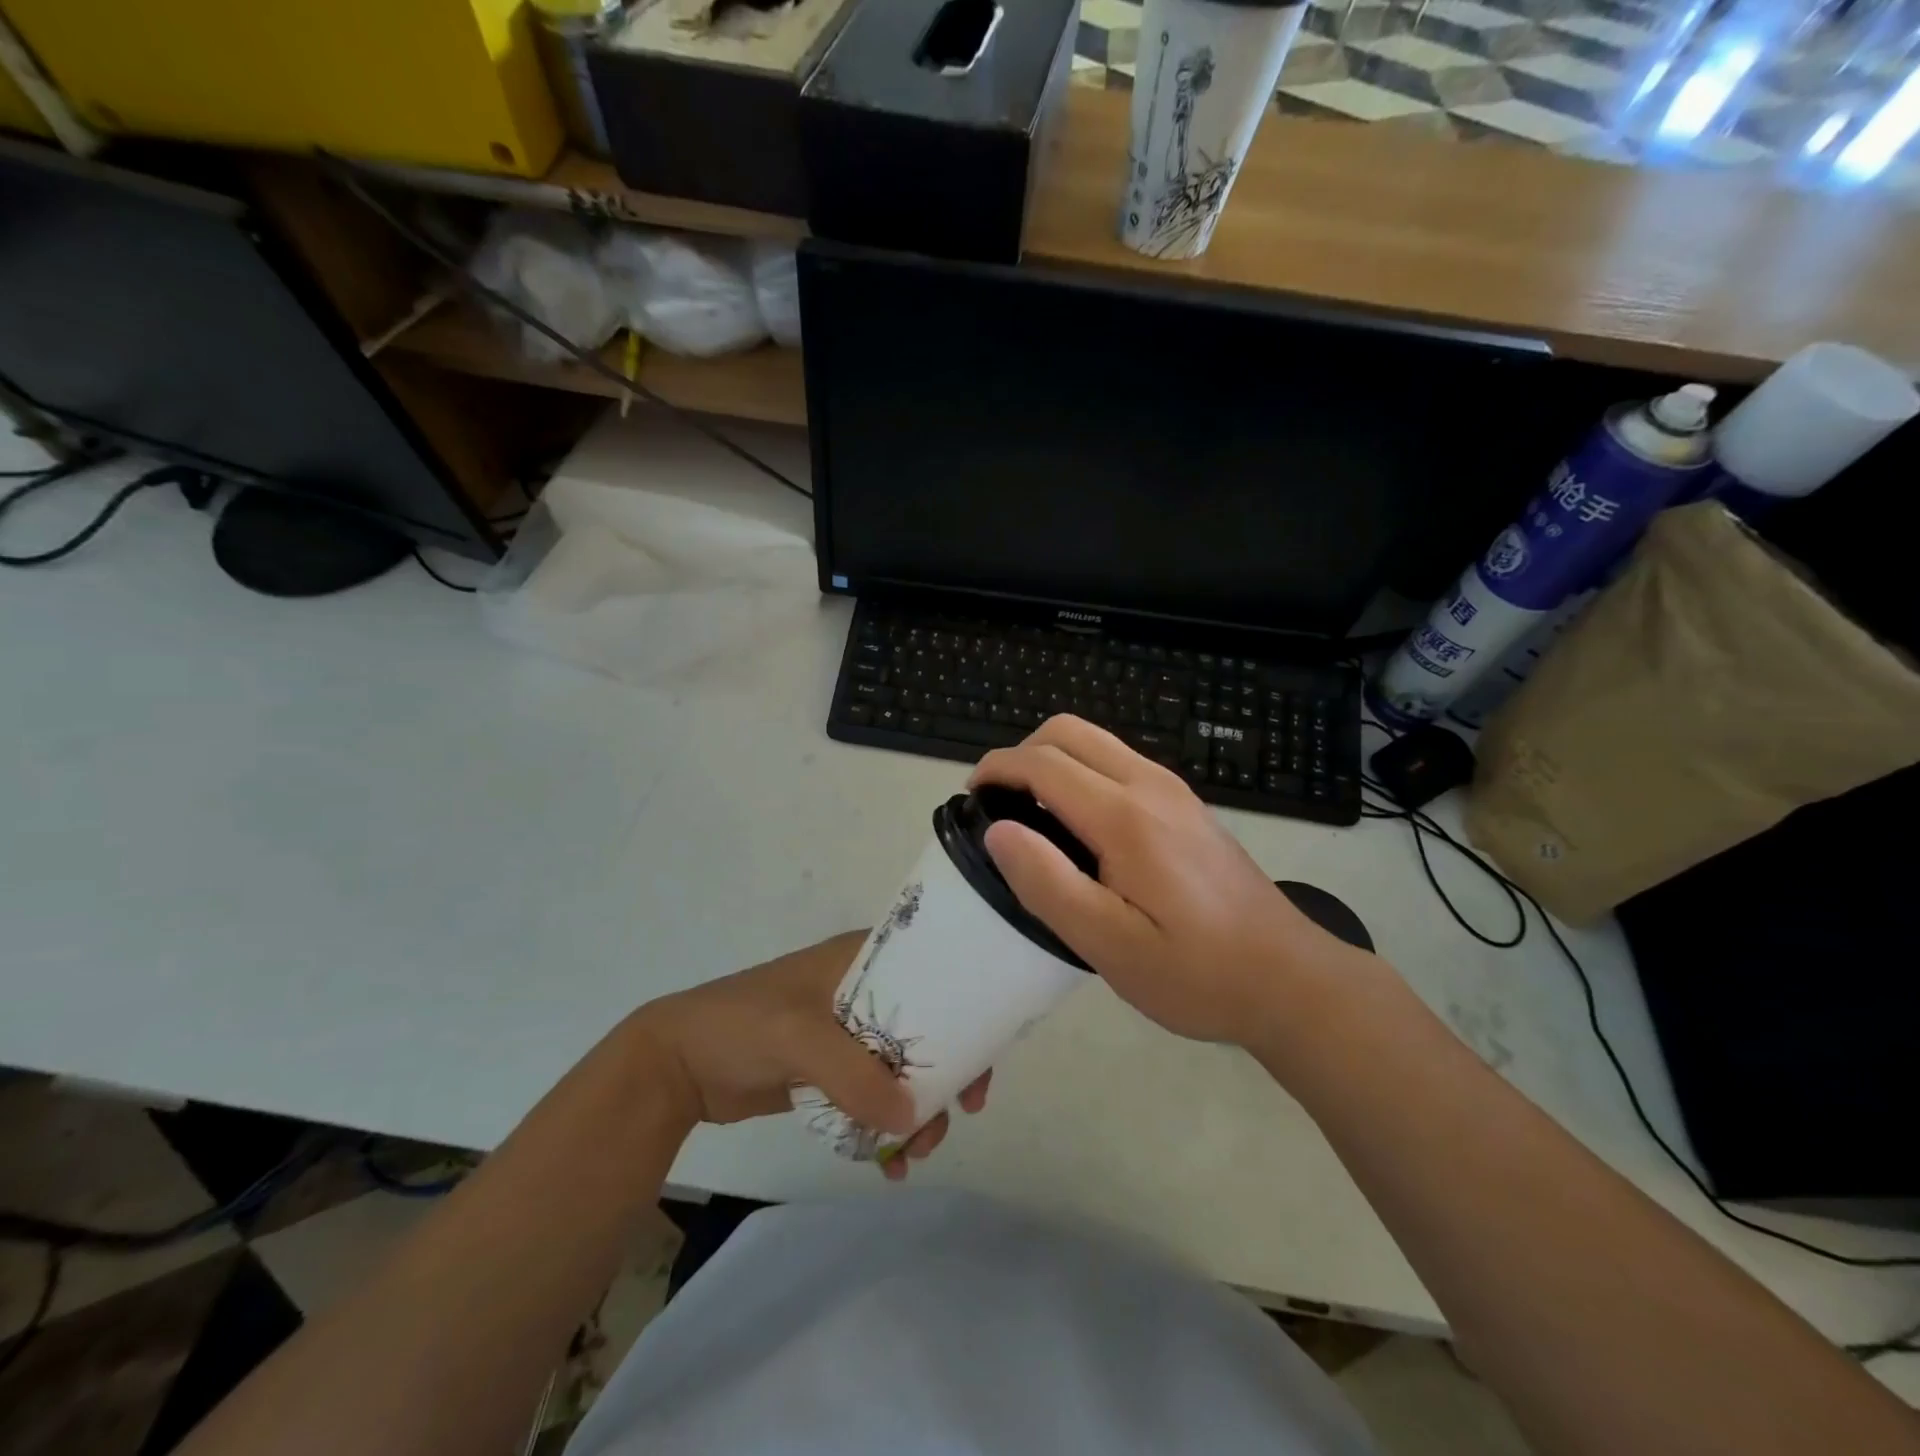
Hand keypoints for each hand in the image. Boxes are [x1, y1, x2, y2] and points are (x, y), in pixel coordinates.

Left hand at [629, 931, 989, 1177]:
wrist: (677, 1065)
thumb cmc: (741, 1024)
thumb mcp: (798, 1036)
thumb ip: (853, 1074)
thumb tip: (911, 1117)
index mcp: (861, 960)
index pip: (930, 974)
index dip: (963, 1010)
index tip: (982, 1058)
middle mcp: (863, 992)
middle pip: (925, 1028)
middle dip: (945, 1073)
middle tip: (959, 1115)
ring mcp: (847, 1035)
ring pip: (903, 1069)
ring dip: (917, 1110)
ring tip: (914, 1154)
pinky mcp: (831, 1072)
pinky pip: (874, 1097)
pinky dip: (888, 1127)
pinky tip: (890, 1165)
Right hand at [969, 716, 1371, 1050]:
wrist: (1289, 978)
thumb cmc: (1196, 972)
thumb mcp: (1110, 946)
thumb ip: (1048, 883)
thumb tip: (999, 830)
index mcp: (1125, 816)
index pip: (1044, 763)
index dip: (997, 768)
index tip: (970, 796)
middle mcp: (1150, 785)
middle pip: (1069, 731)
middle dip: (1021, 753)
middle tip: (999, 803)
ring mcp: (1173, 790)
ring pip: (1096, 742)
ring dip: (1052, 760)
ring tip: (1031, 814)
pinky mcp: (1185, 805)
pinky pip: (1119, 763)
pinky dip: (1081, 772)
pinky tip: (1079, 826)